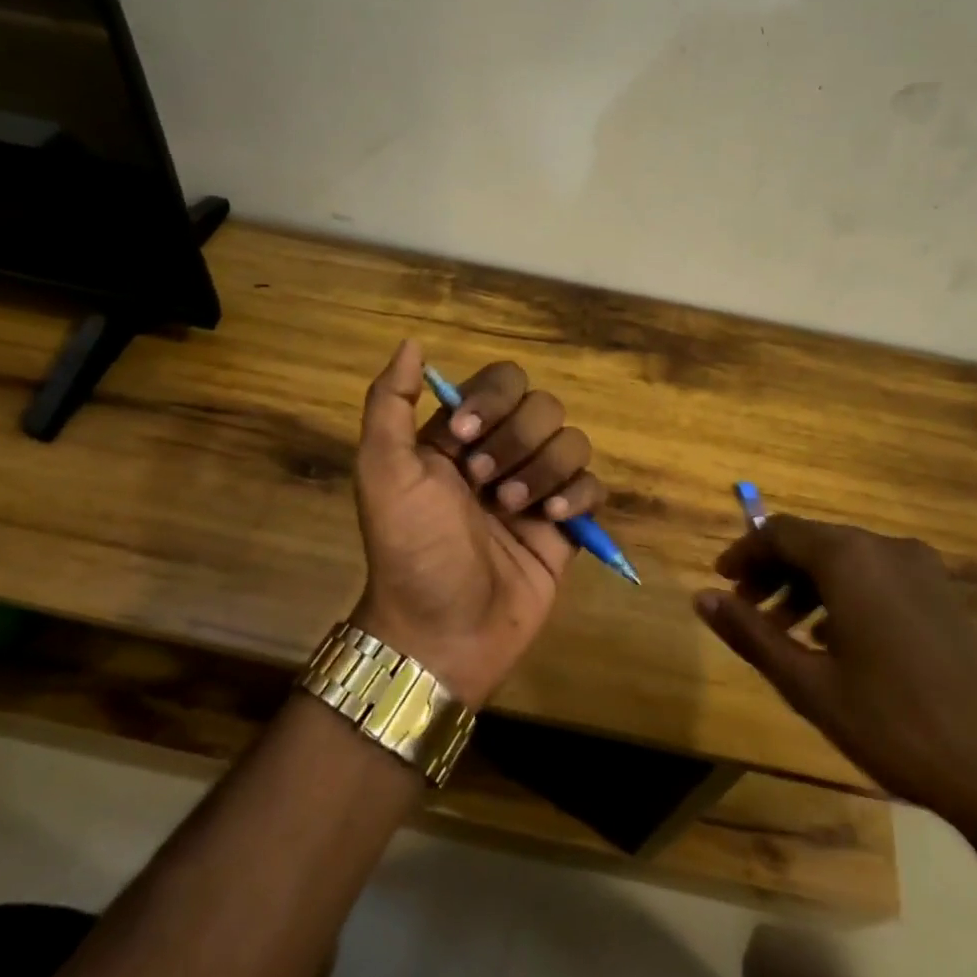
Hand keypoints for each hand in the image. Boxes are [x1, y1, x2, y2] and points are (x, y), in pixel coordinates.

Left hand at [351, 340, 606, 708]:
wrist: (441, 633)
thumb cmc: (409, 549)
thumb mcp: (382, 472)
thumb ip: (388, 403)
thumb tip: (412, 343)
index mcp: (461, 435)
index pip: (501, 381)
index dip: (492, 400)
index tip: (465, 437)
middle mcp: (502, 453)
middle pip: (543, 407)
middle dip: (517, 442)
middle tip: (485, 485)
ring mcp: (537, 488)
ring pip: (572, 441)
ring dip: (545, 470)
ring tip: (514, 511)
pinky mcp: (566, 525)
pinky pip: (594, 485)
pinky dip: (577, 495)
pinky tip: (552, 521)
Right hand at [694, 515, 976, 828]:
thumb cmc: (893, 725)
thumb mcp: (808, 684)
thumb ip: (750, 633)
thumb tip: (701, 597)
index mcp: (850, 558)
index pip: (779, 532)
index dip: (744, 552)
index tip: (721, 582)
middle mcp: (885, 547)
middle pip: (812, 542)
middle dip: (773, 571)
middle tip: (746, 610)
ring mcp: (921, 569)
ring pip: (845, 558)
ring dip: (806, 585)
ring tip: (784, 631)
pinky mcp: (942, 594)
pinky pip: (876, 575)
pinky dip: (843, 593)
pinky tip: (834, 639)